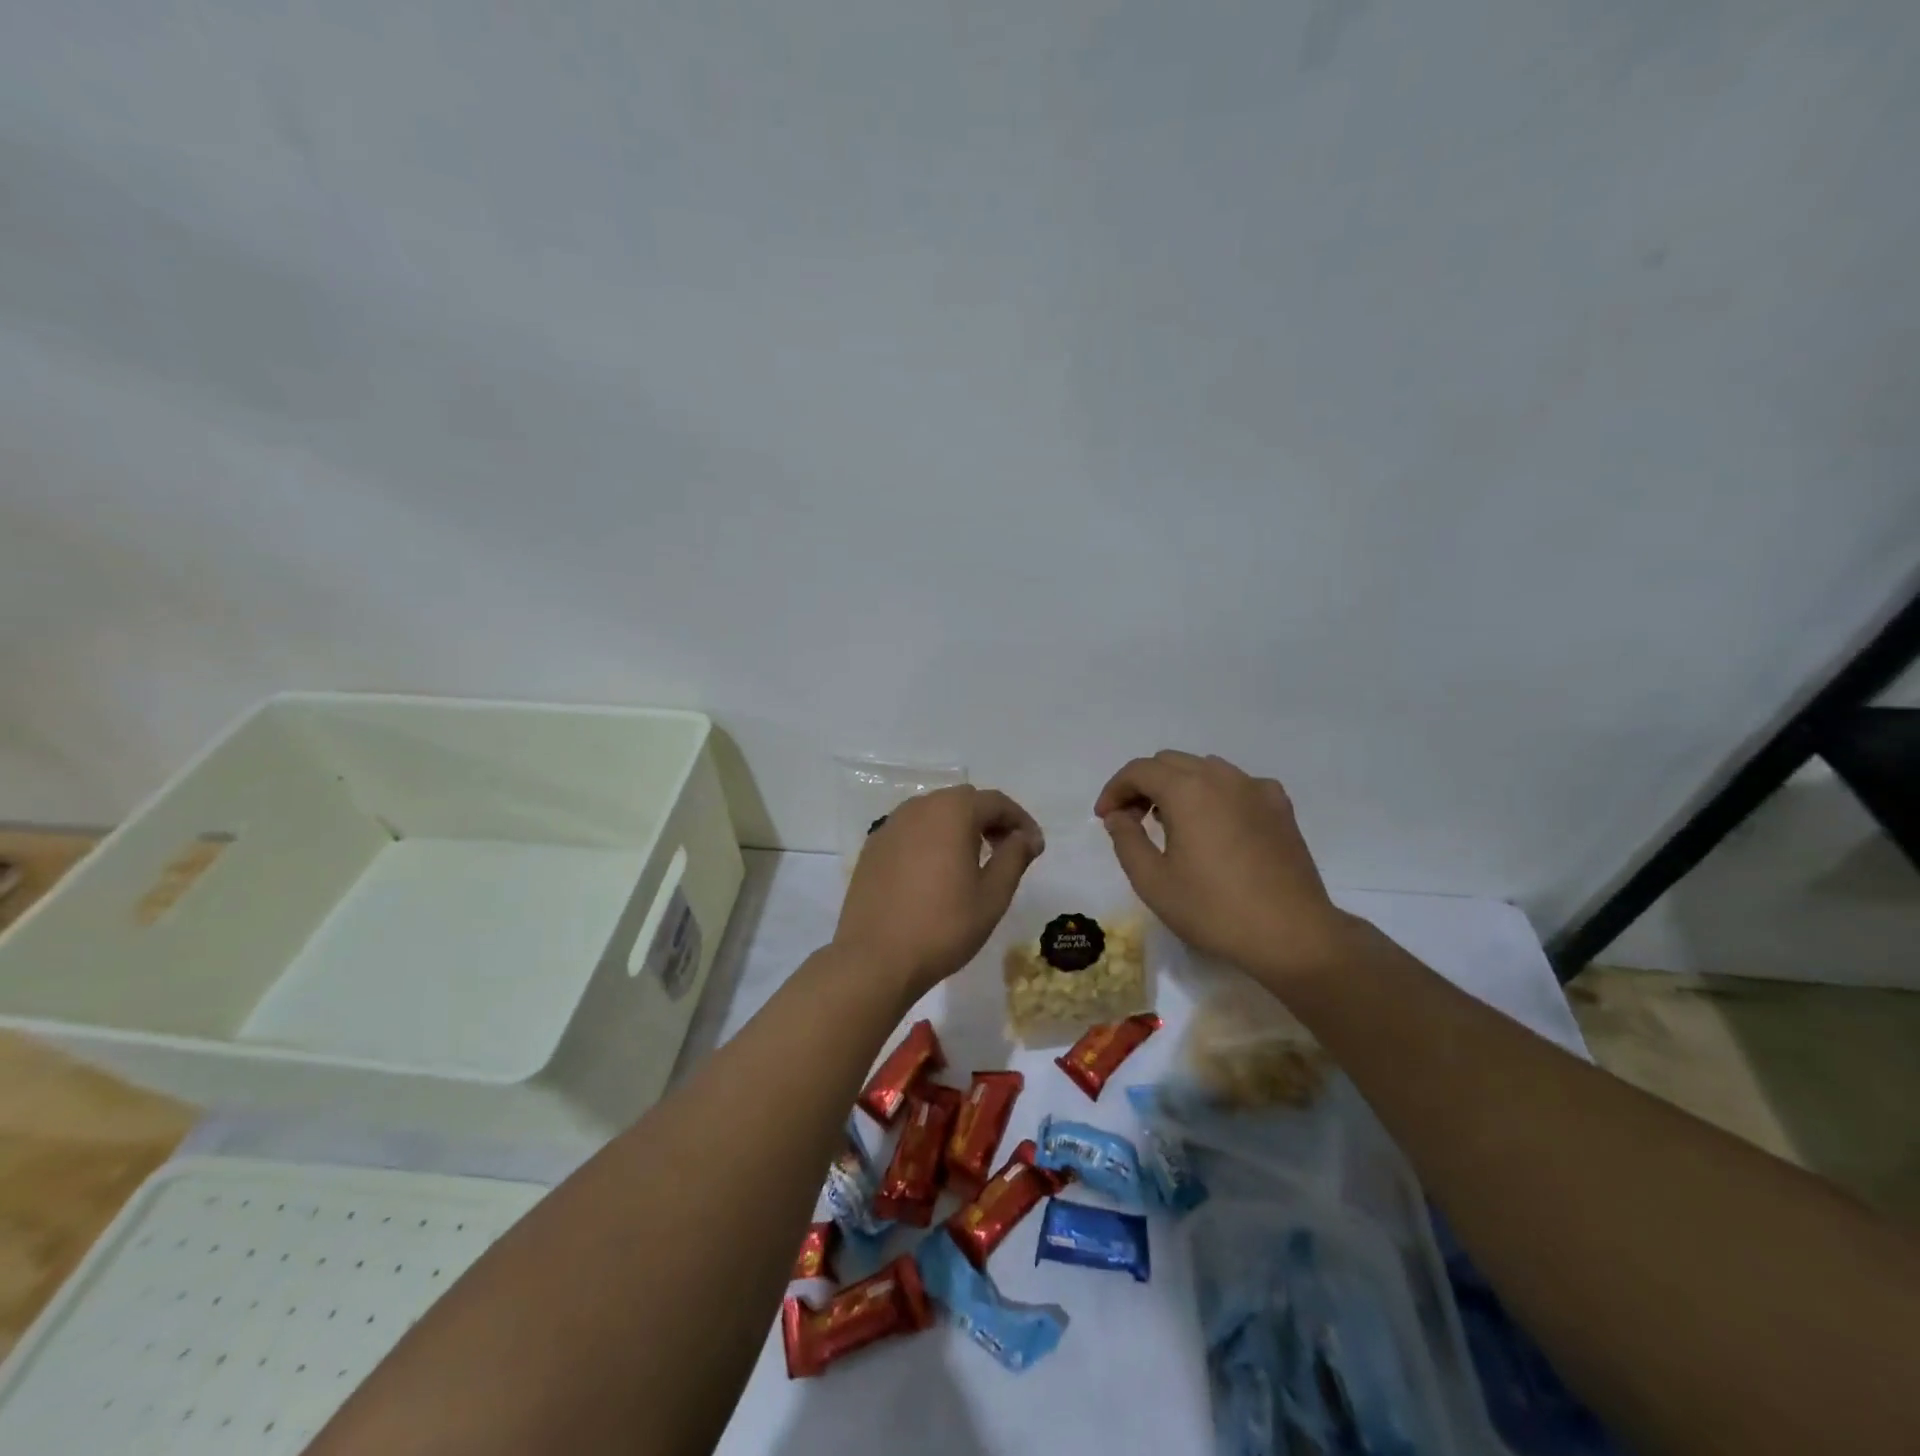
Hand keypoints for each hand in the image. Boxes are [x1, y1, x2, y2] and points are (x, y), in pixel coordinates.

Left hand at [836, 786, 1044, 993]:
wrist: (874, 958)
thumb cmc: (943, 926)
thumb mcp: (992, 895)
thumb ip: (1014, 857)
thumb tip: (1026, 837)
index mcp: (951, 812)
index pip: (996, 802)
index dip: (1020, 821)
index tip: (1035, 848)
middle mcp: (918, 808)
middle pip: (964, 801)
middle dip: (990, 820)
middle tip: (1007, 851)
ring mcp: (890, 826)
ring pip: (935, 814)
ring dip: (959, 828)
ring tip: (973, 861)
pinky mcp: (873, 847)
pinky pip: (911, 831)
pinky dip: (932, 840)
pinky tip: (936, 872)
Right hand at [1095, 751, 1356, 987]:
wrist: (1292, 934)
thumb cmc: (1214, 909)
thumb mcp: (1153, 882)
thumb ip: (1126, 840)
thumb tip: (1118, 816)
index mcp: (1187, 791)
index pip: (1139, 770)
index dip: (1115, 789)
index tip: (1105, 818)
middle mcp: (1222, 777)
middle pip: (1170, 762)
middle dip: (1144, 785)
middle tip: (1132, 820)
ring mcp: (1256, 788)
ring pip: (1204, 768)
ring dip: (1178, 786)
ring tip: (1171, 823)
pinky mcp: (1279, 807)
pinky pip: (1236, 784)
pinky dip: (1214, 794)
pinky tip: (1215, 826)